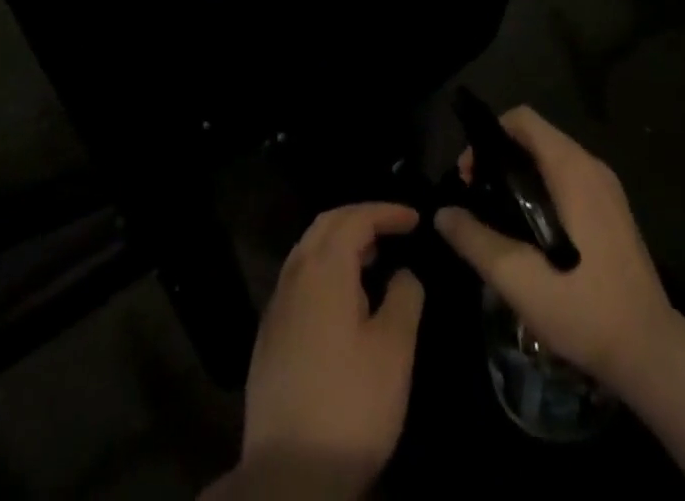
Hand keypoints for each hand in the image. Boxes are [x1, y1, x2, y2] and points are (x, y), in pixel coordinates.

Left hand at [235, 203, 425, 497]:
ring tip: (372, 259)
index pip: (355, 218)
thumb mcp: (394, 349)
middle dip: (360, 218)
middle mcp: (294, 276)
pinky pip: (299, 280)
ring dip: (340, 243)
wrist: (289, 476)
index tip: (415, 219)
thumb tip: (403, 273)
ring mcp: (277, 307)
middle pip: (326, 225)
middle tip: (392, 229)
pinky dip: (324, 270)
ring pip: (308, 251)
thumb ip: (404, 297)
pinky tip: (343, 300)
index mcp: (324, 269)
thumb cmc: (351, 404)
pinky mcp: (269, 337)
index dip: (387, 212)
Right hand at [435, 106, 673, 396]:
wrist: (653, 354)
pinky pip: (568, 181)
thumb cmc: (584, 308)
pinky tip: (531, 235)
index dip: (488, 137)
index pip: (522, 119)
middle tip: (477, 200)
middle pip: (534, 138)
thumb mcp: (518, 279)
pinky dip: (542, 191)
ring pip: (551, 160)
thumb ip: (475, 240)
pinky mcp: (613, 212)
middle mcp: (592, 166)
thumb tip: (442, 214)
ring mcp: (607, 189)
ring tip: (498, 219)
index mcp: (572, 168)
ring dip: (520, 178)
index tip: (469, 176)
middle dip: (499, 160)